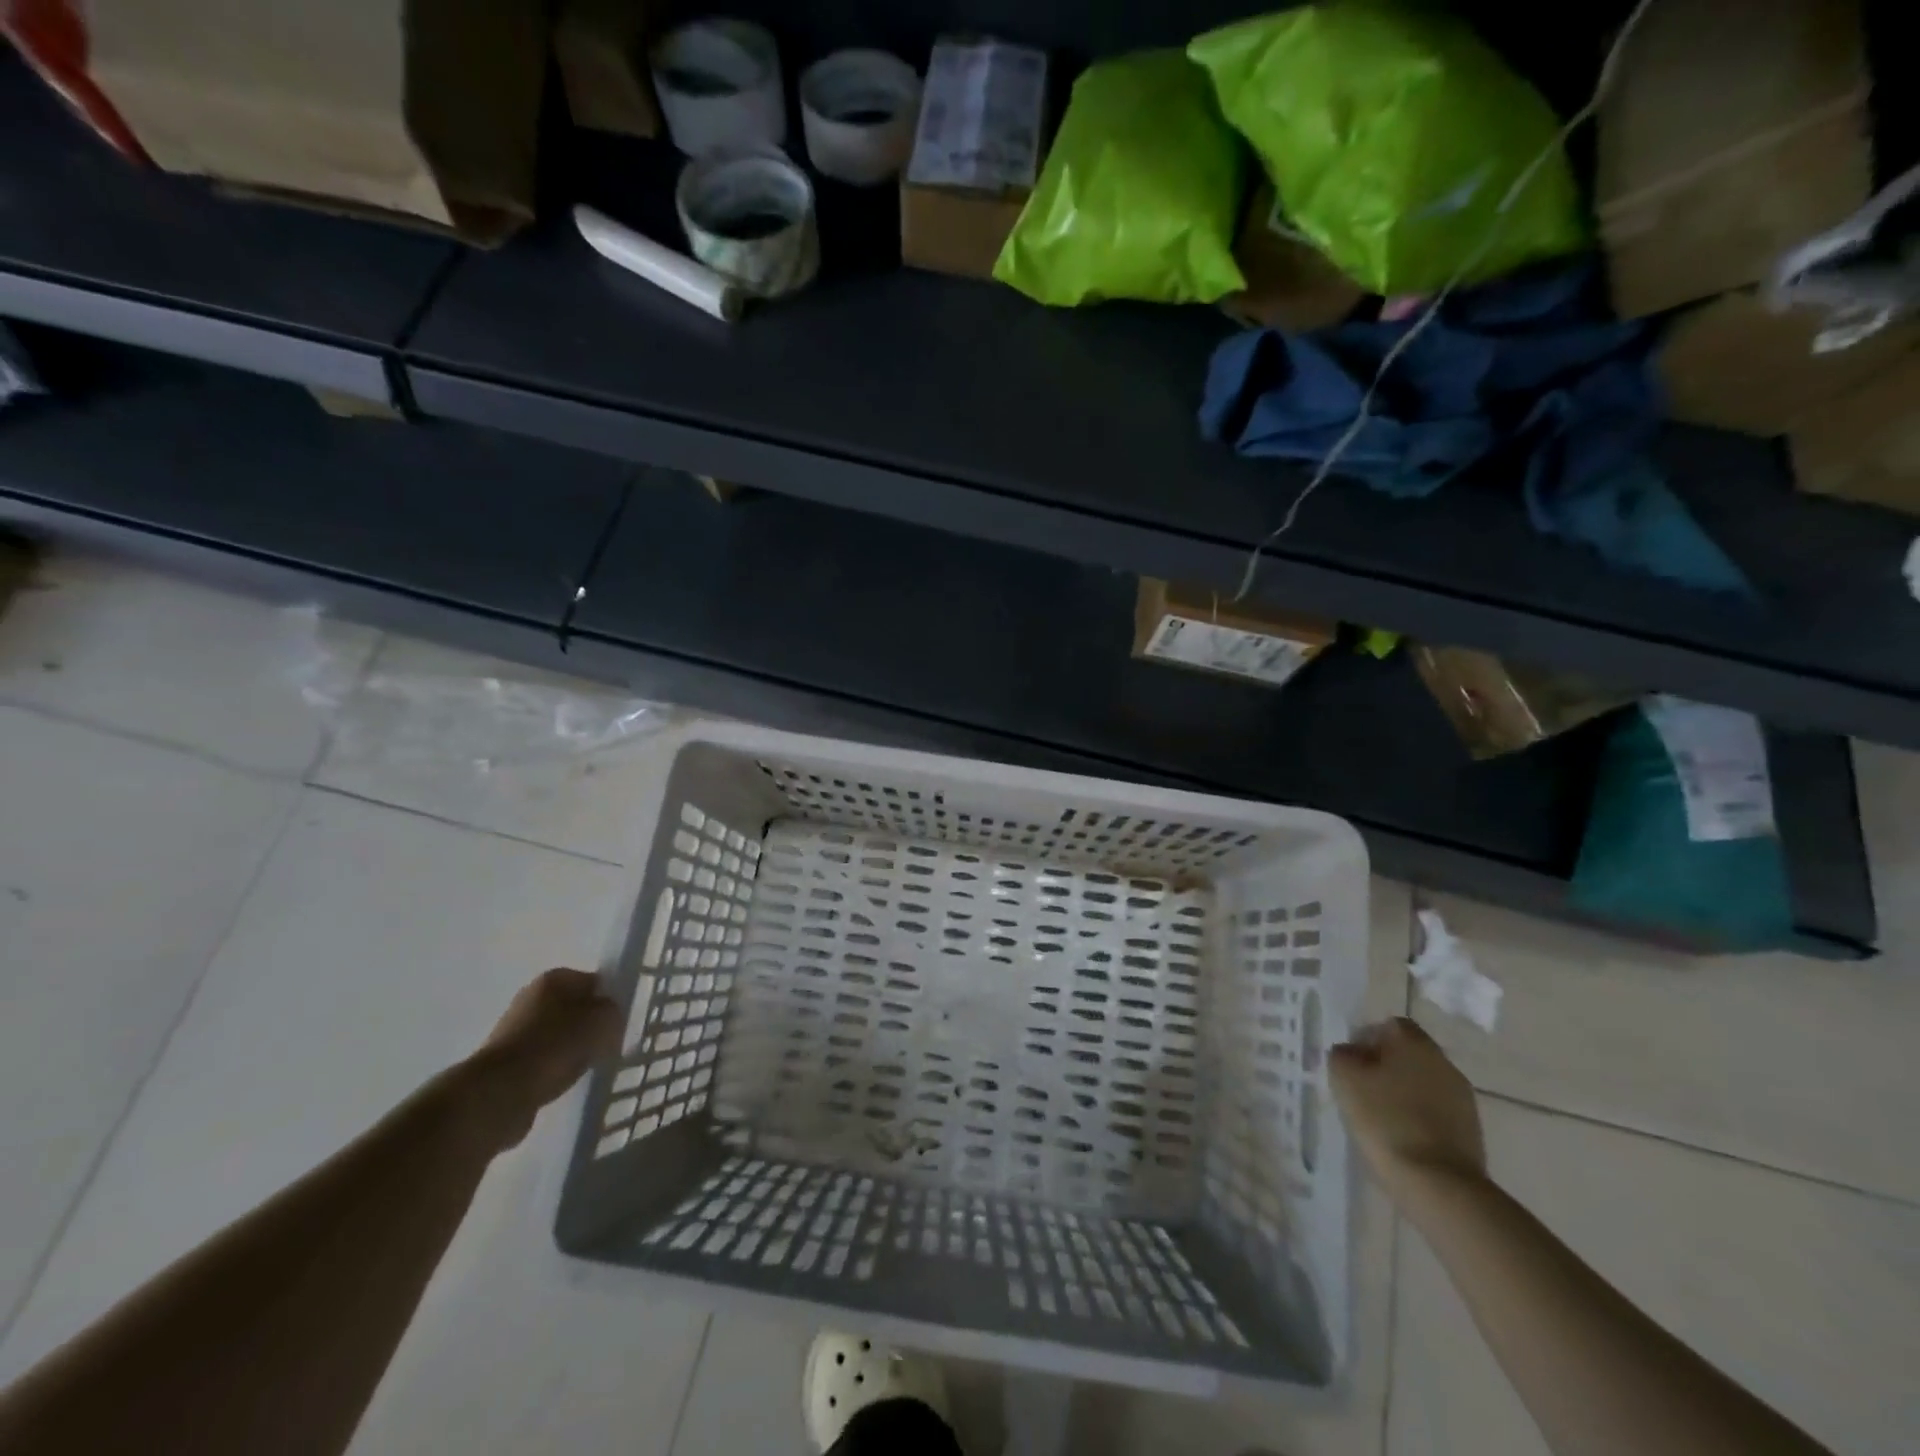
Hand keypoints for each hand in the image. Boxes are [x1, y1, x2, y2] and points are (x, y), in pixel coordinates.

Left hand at [466, 969, 621, 1146]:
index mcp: (554, 979)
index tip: (618, 1023)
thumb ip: (614, 1012)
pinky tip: (560, 1082)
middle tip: (605, 1045)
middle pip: (573, 1008)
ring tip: (583, 1067)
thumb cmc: (556, 1045)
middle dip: (588, 1026)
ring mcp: (513, 1030)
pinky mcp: (503, 1061)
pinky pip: (541, 1060)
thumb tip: (608, 1017)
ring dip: (570, 1049)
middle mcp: (530, 997)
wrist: (499, 1092)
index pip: (593, 981)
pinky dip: (552, 1069)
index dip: (608, 1001)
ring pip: (557, 1036)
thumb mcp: (603, 1021)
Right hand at [1329, 1017, 1485, 1203]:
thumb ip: (1343, 1054)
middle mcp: (1443, 1061)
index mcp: (1413, 1041)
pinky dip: (1419, 1118)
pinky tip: (1402, 1138)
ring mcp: (1462, 1097)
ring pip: (1423, 1083)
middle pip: (1408, 1054)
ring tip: (1380, 1119)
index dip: (1366, 1039)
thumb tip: (1352, 1054)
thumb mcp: (1344, 1078)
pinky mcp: (1471, 1130)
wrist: (1439, 1184)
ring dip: (1403, 1093)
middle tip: (1361, 1090)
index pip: (1389, 1025)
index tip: (1350, 1064)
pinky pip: (1436, 1112)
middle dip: (1385, 1067)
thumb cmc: (1385, 1119)